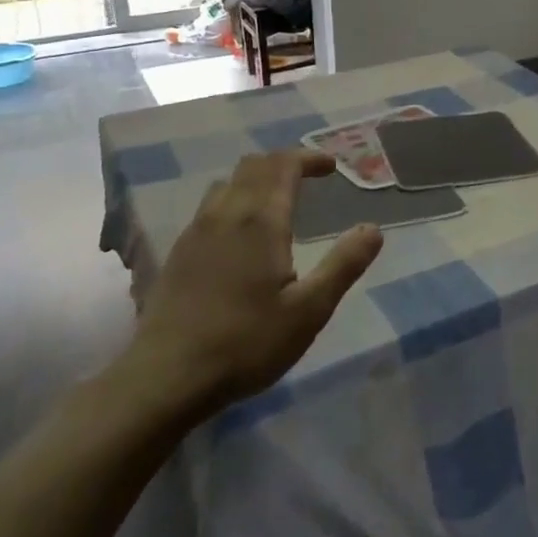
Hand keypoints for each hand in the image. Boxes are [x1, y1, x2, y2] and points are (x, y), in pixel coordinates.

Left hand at [124, 150, 383, 424]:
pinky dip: (234, 201)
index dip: (309, 158)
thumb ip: (343, 265)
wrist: (165, 378)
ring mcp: (195, 232)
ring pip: (227, 184)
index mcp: (260, 221)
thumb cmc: (246, 343)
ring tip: (277, 202)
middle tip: (309, 178)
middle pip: (253, 166)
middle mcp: (225, 214)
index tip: (331, 167)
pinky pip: (209, 207)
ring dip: (256, 180)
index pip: (283, 165)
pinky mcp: (178, 253)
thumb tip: (373, 229)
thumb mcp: (309, 310)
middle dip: (284, 164)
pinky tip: (241, 235)